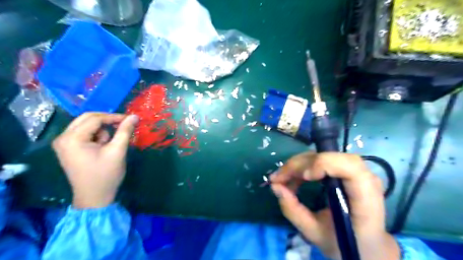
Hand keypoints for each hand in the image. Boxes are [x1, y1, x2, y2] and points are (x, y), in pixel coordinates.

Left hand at [53, 111, 137, 209]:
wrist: (94, 197)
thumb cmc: (106, 175)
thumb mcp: (118, 151)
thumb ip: (125, 131)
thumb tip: (134, 116)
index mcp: (72, 139)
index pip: (95, 119)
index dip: (114, 117)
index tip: (130, 119)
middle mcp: (63, 138)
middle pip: (87, 118)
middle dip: (107, 121)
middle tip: (123, 126)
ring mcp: (63, 143)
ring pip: (86, 125)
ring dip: (101, 130)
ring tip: (110, 144)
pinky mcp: (68, 148)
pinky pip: (84, 133)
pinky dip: (96, 136)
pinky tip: (102, 147)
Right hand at [270, 153, 399, 259]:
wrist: (368, 245)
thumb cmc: (346, 244)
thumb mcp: (315, 233)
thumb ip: (294, 211)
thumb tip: (275, 186)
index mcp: (365, 199)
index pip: (351, 167)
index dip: (324, 164)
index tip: (304, 177)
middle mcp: (364, 179)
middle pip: (330, 157)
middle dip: (300, 165)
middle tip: (278, 178)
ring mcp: (356, 172)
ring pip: (322, 155)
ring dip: (298, 165)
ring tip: (282, 180)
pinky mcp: (346, 170)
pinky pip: (321, 160)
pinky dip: (303, 167)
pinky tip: (293, 179)